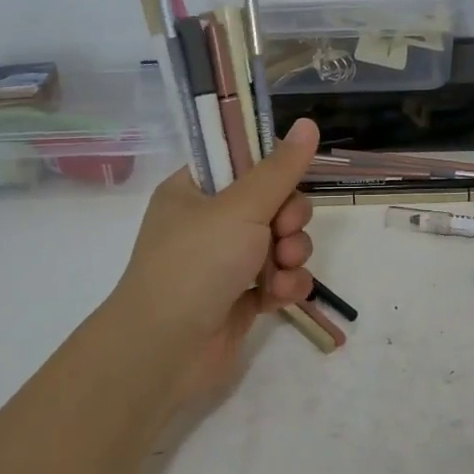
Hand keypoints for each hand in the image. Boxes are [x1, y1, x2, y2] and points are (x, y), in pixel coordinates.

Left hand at [111, 118, 321, 411]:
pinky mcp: (242, 297)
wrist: (165, 351)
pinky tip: (279, 296)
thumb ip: (280, 168)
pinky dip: (286, 285)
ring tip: (281, 270)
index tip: (289, 179)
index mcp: (195, 190)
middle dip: (289, 219)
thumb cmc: (195, 264)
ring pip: (282, 242)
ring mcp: (226, 262)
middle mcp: (209, 222)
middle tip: (283, 232)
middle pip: (273, 203)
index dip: (272, 169)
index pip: (243, 161)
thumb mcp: (241, 207)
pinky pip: (280, 277)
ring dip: (292, 254)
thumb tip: (308, 122)